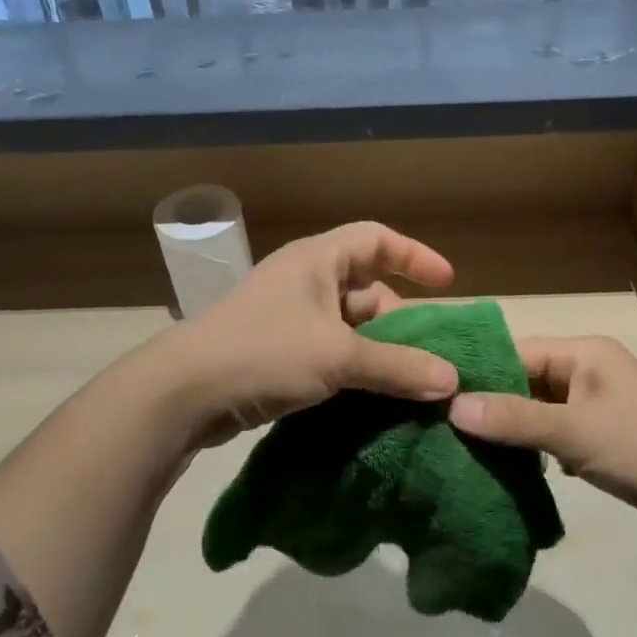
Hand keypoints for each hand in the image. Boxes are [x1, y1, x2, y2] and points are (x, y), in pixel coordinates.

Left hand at [162, 221, 459, 447]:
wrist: (184, 392)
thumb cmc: (265, 353)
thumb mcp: (338, 357)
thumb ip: (397, 367)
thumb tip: (451, 381)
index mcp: (317, 260)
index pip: (377, 239)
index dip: (415, 257)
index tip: (447, 285)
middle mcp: (304, 280)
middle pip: (366, 287)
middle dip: (400, 319)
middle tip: (428, 354)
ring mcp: (287, 316)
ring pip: (348, 325)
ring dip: (377, 350)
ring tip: (408, 383)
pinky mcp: (276, 350)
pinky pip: (328, 351)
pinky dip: (352, 368)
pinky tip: (371, 397)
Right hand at [449, 336, 636, 541]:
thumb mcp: (576, 432)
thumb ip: (514, 420)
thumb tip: (451, 406)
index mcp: (584, 354)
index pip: (515, 352)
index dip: (476, 373)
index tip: (434, 396)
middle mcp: (590, 372)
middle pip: (525, 382)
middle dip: (490, 406)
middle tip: (442, 429)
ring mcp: (600, 407)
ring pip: (540, 412)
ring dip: (512, 432)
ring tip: (464, 451)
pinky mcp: (607, 440)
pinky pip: (558, 437)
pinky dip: (536, 452)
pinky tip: (509, 471)